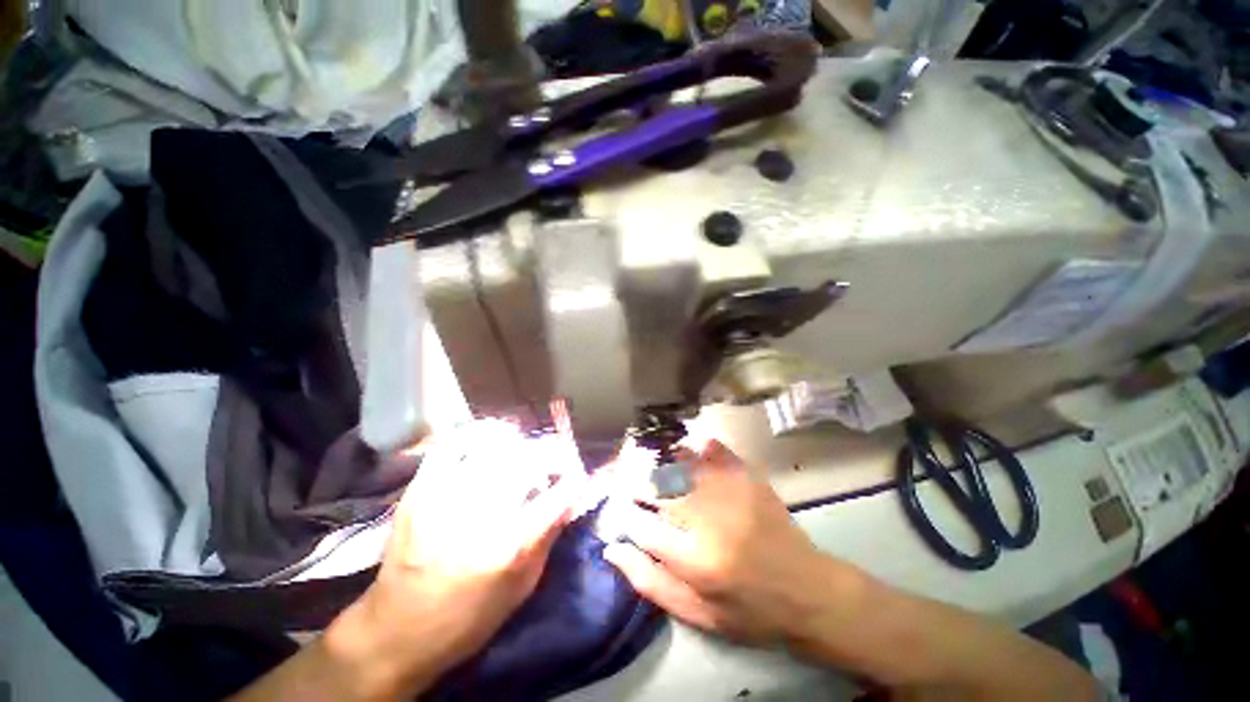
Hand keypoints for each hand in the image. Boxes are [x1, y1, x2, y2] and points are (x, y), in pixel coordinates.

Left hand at [328, 420, 582, 697]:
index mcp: (510, 545)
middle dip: (553, 454)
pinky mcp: (421, 490)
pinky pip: (454, 444)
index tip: (578, 476)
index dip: (576, 478)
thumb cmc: (468, 619)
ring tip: (527, 452)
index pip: (560, 493)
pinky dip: (479, 434)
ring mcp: (446, 496)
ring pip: (497, 447)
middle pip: (531, 460)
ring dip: (521, 445)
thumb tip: (571, 496)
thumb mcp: (522, 587)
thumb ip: (549, 535)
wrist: (396, 632)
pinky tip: (493, 439)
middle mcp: (481, 513)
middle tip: (557, 460)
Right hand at [603, 441, 854, 646]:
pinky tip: (688, 449)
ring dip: (661, 459)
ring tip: (649, 459)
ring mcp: (733, 495)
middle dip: (636, 480)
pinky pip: (716, 452)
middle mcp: (711, 522)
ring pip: (683, 464)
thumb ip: (651, 583)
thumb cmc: (750, 612)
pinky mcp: (750, 481)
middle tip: (626, 477)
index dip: (624, 514)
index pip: (642, 526)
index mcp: (696, 562)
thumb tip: (613, 549)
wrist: (809, 592)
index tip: (618, 509)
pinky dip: (697, 447)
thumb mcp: (698, 615)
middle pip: (659, 488)